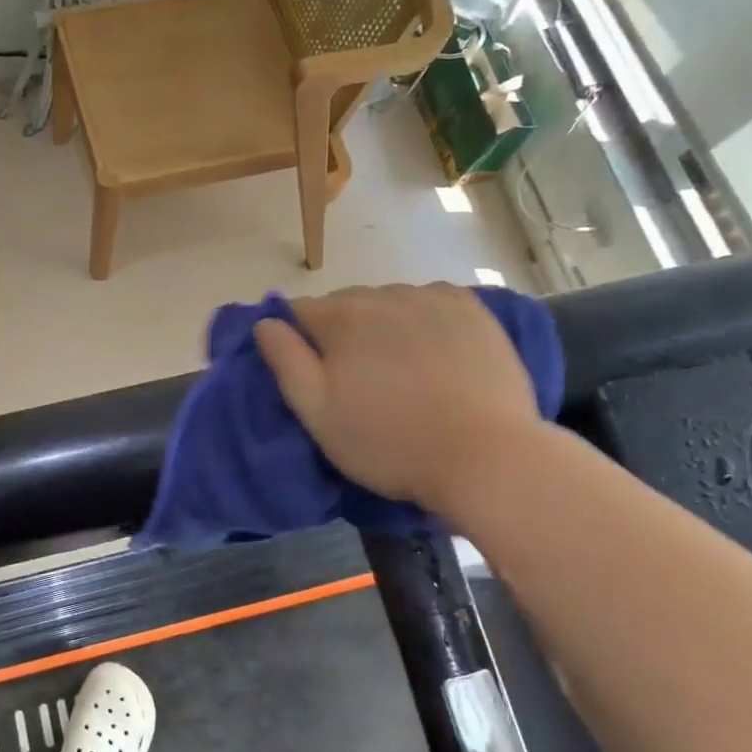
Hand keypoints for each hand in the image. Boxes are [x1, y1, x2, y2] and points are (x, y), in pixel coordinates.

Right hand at [253, 283, 540, 516]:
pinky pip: (431, 304)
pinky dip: (423, 321)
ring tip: (401, 371)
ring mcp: (434, 298)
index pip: (298, 312)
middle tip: (357, 380)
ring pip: (389, 303)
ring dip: (383, 326)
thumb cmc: (389, 442)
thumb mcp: (318, 413)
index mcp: (342, 317)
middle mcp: (385, 294)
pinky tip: (434, 354)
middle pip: (346, 305)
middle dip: (342, 333)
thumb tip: (265, 322)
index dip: (298, 341)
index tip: (313, 374)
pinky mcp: (473, 310)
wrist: (486, 457)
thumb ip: (285, 361)